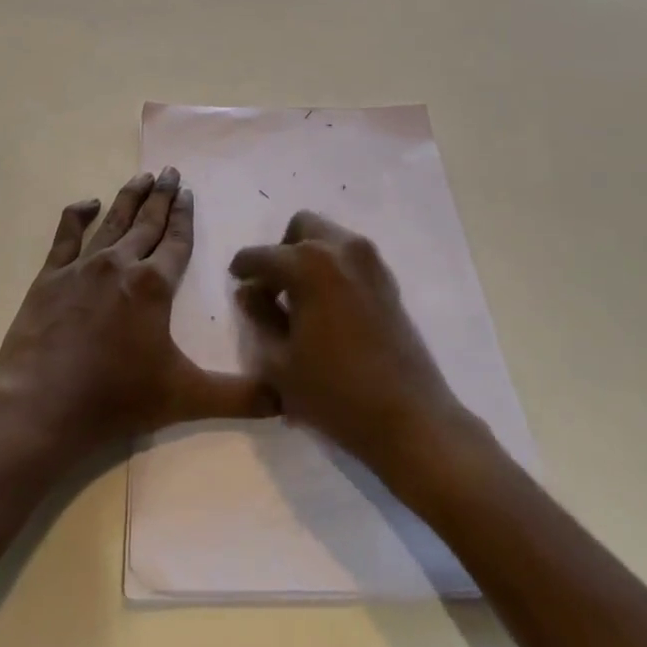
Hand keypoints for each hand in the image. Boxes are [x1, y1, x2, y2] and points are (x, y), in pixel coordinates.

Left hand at [0, 168, 271, 466]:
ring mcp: (83, 266)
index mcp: (154, 285)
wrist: (42, 408)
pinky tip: (89, 203)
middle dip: (163, 196)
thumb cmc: (117, 399)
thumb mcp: (185, 398)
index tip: (189, 191)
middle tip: (171, 171)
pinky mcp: (50, 276)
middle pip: (148, 222)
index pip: (177, 241)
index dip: (185, 215)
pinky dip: (78, 215)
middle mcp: (121, 264)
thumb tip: (285, 399)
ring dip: (130, 196)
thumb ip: (238, 396)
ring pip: (114, 221)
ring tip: (143, 176)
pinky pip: (66, 235)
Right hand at [230, 211, 472, 488]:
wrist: (410, 419)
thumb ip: (259, 316)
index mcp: (308, 264)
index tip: (235, 281)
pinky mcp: (388, 280)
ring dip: (308, 256)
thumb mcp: (280, 362)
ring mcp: (369, 261)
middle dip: (281, 250)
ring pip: (328, 237)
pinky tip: (327, 308)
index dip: (243, 268)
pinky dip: (332, 268)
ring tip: (301, 300)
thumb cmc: (335, 393)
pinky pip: (349, 256)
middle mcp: (340, 248)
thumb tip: (249, 291)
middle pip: (301, 227)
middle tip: (273, 288)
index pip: (262, 255)